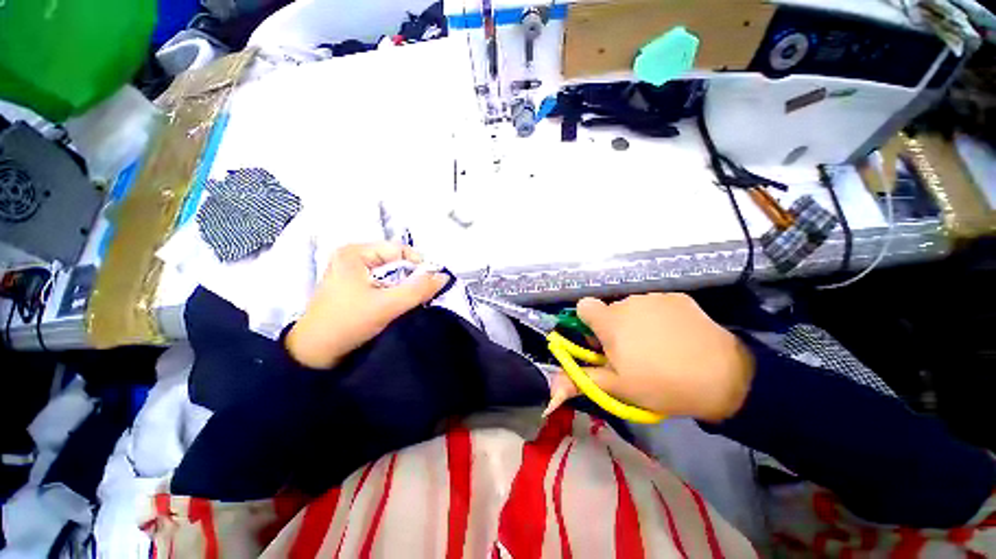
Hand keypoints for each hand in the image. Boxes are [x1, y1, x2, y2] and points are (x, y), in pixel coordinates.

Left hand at [285, 242, 448, 368]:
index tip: (433, 281)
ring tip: (414, 299)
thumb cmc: (348, 322)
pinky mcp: (352, 288)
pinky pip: (382, 283)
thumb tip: (444, 277)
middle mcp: (352, 257)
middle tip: (426, 291)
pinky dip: (394, 291)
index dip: (419, 263)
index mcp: (354, 252)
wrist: (314, 354)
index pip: (398, 249)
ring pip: (389, 273)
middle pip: (394, 261)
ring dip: (404, 285)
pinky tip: (400, 303)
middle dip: (412, 275)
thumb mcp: (387, 305)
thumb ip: (418, 289)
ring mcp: (350, 273)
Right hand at [546, 293, 754, 421]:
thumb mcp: (617, 387)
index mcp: (610, 321)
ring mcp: (654, 297)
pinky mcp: (678, 297)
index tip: (600, 341)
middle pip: (610, 310)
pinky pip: (657, 305)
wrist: (723, 377)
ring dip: (636, 323)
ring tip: (658, 347)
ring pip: (634, 308)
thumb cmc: (661, 383)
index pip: (584, 306)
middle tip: (632, 354)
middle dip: (614, 328)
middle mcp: (628, 302)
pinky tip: (676, 337)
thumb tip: (550, 392)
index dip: (587, 322)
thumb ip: (581, 381)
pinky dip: (659, 317)